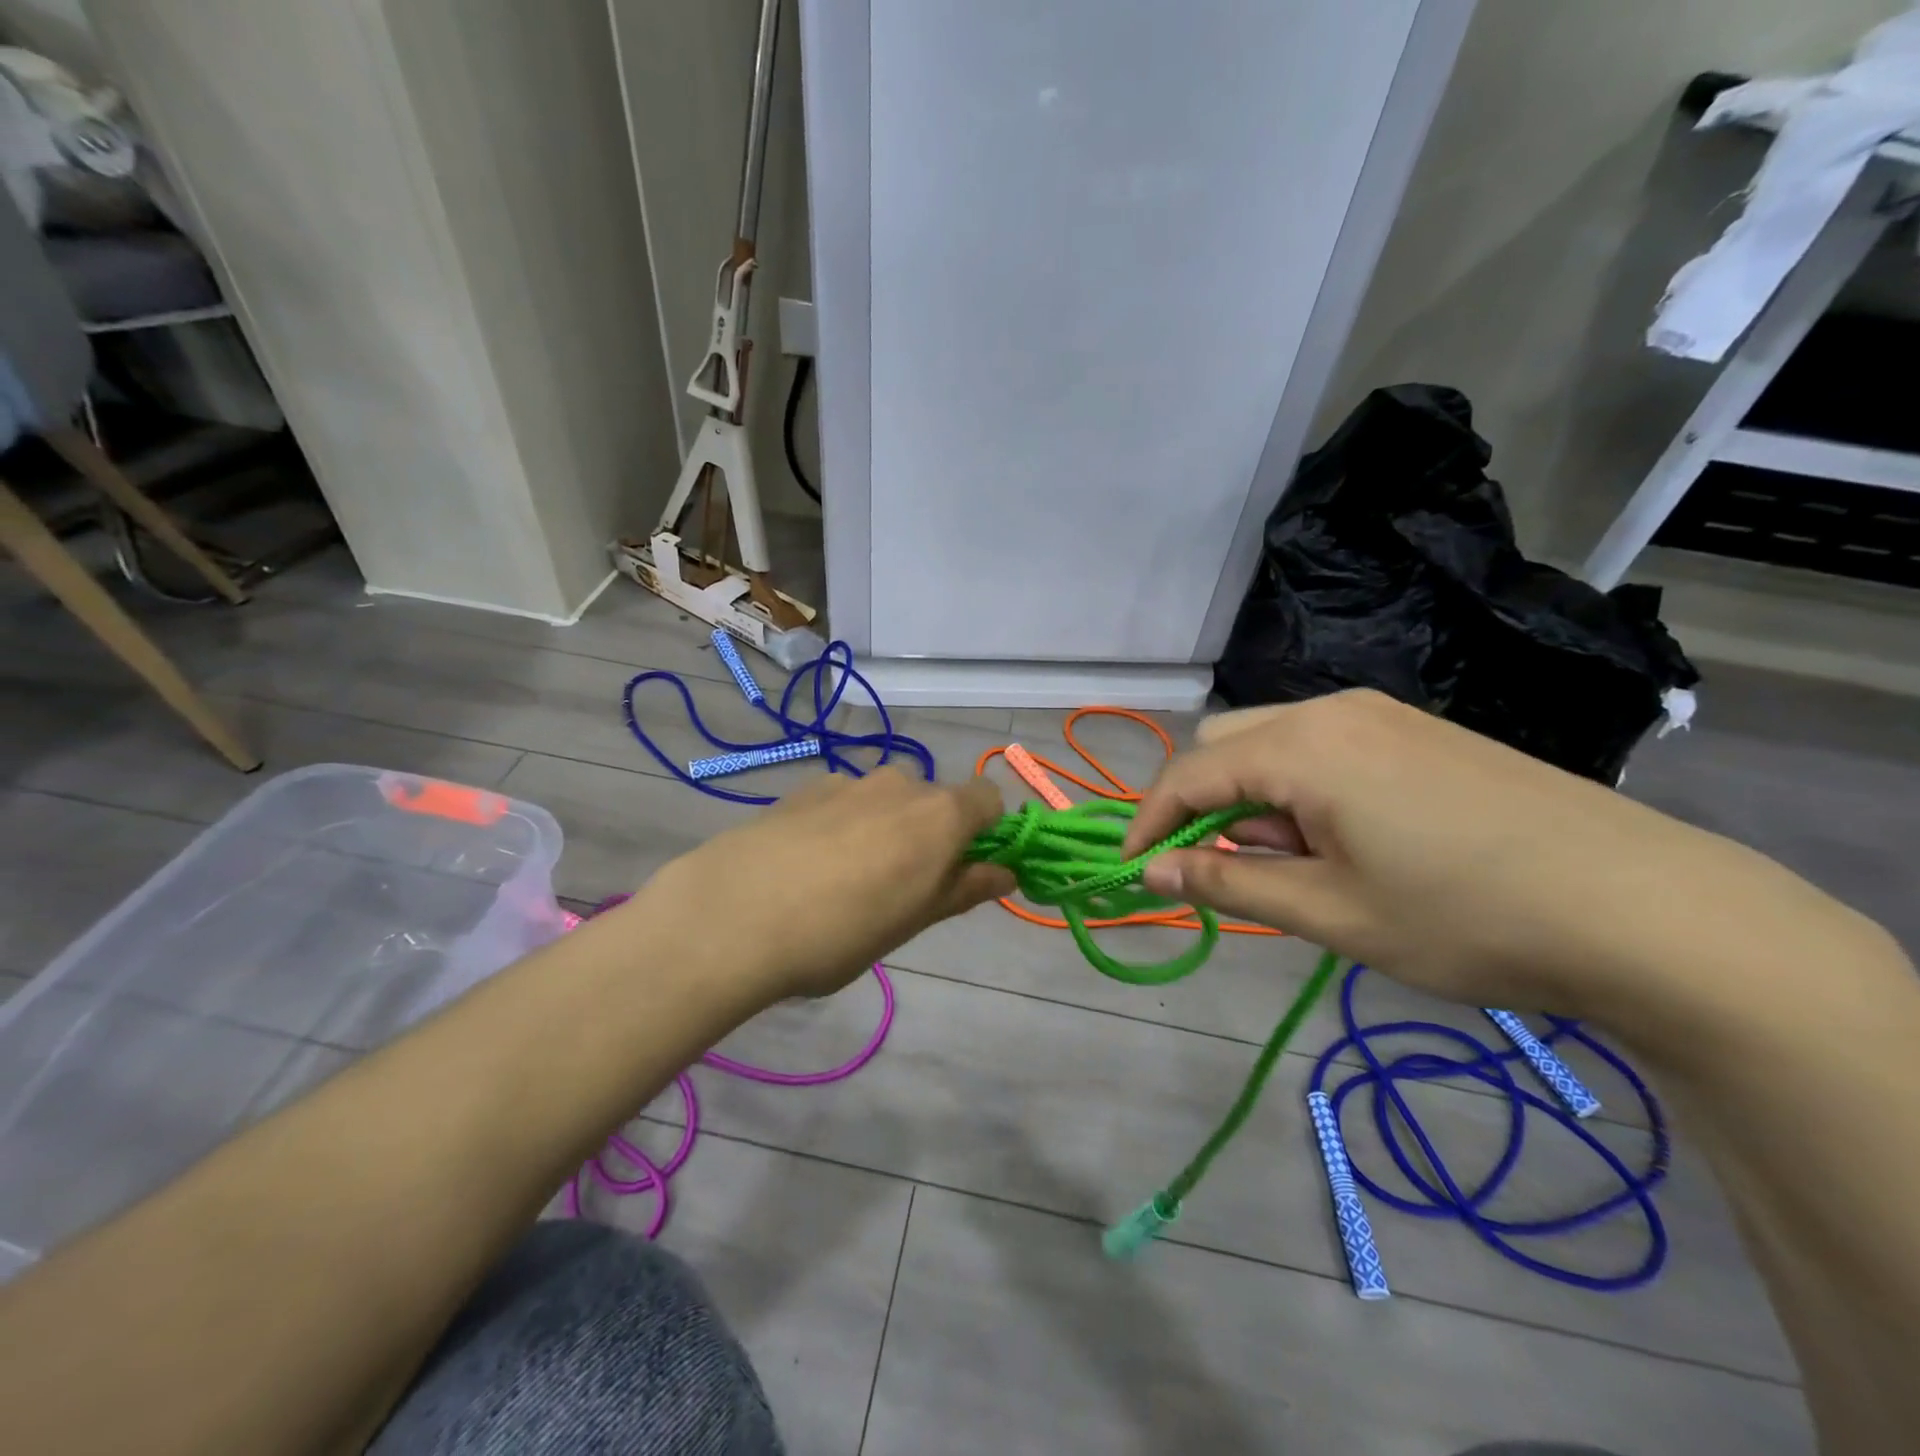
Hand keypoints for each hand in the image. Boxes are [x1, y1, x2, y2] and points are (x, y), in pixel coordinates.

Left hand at [634, 768, 1013, 1001]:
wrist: (734, 913)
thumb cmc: (843, 930)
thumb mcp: (914, 920)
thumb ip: (965, 889)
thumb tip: (1007, 872)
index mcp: (939, 814)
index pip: (989, 799)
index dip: (988, 832)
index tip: (967, 870)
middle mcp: (900, 783)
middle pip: (936, 799)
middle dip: (933, 834)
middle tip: (904, 887)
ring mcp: (848, 780)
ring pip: (888, 800)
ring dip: (886, 828)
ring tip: (848, 879)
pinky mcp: (804, 787)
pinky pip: (845, 800)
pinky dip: (844, 823)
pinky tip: (809, 864)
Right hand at [1121, 690, 1860, 1020]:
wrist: (1647, 908)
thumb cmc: (1465, 916)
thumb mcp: (1330, 912)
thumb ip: (1228, 883)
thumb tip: (1151, 872)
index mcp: (1301, 747)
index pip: (1189, 775)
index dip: (1149, 823)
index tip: (1133, 871)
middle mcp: (1332, 711)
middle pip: (1224, 743)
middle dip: (1200, 803)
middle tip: (1220, 869)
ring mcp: (1381, 715)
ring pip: (1273, 742)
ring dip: (1252, 798)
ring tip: (1291, 865)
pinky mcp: (1418, 732)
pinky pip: (1322, 746)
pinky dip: (1298, 789)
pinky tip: (1342, 840)